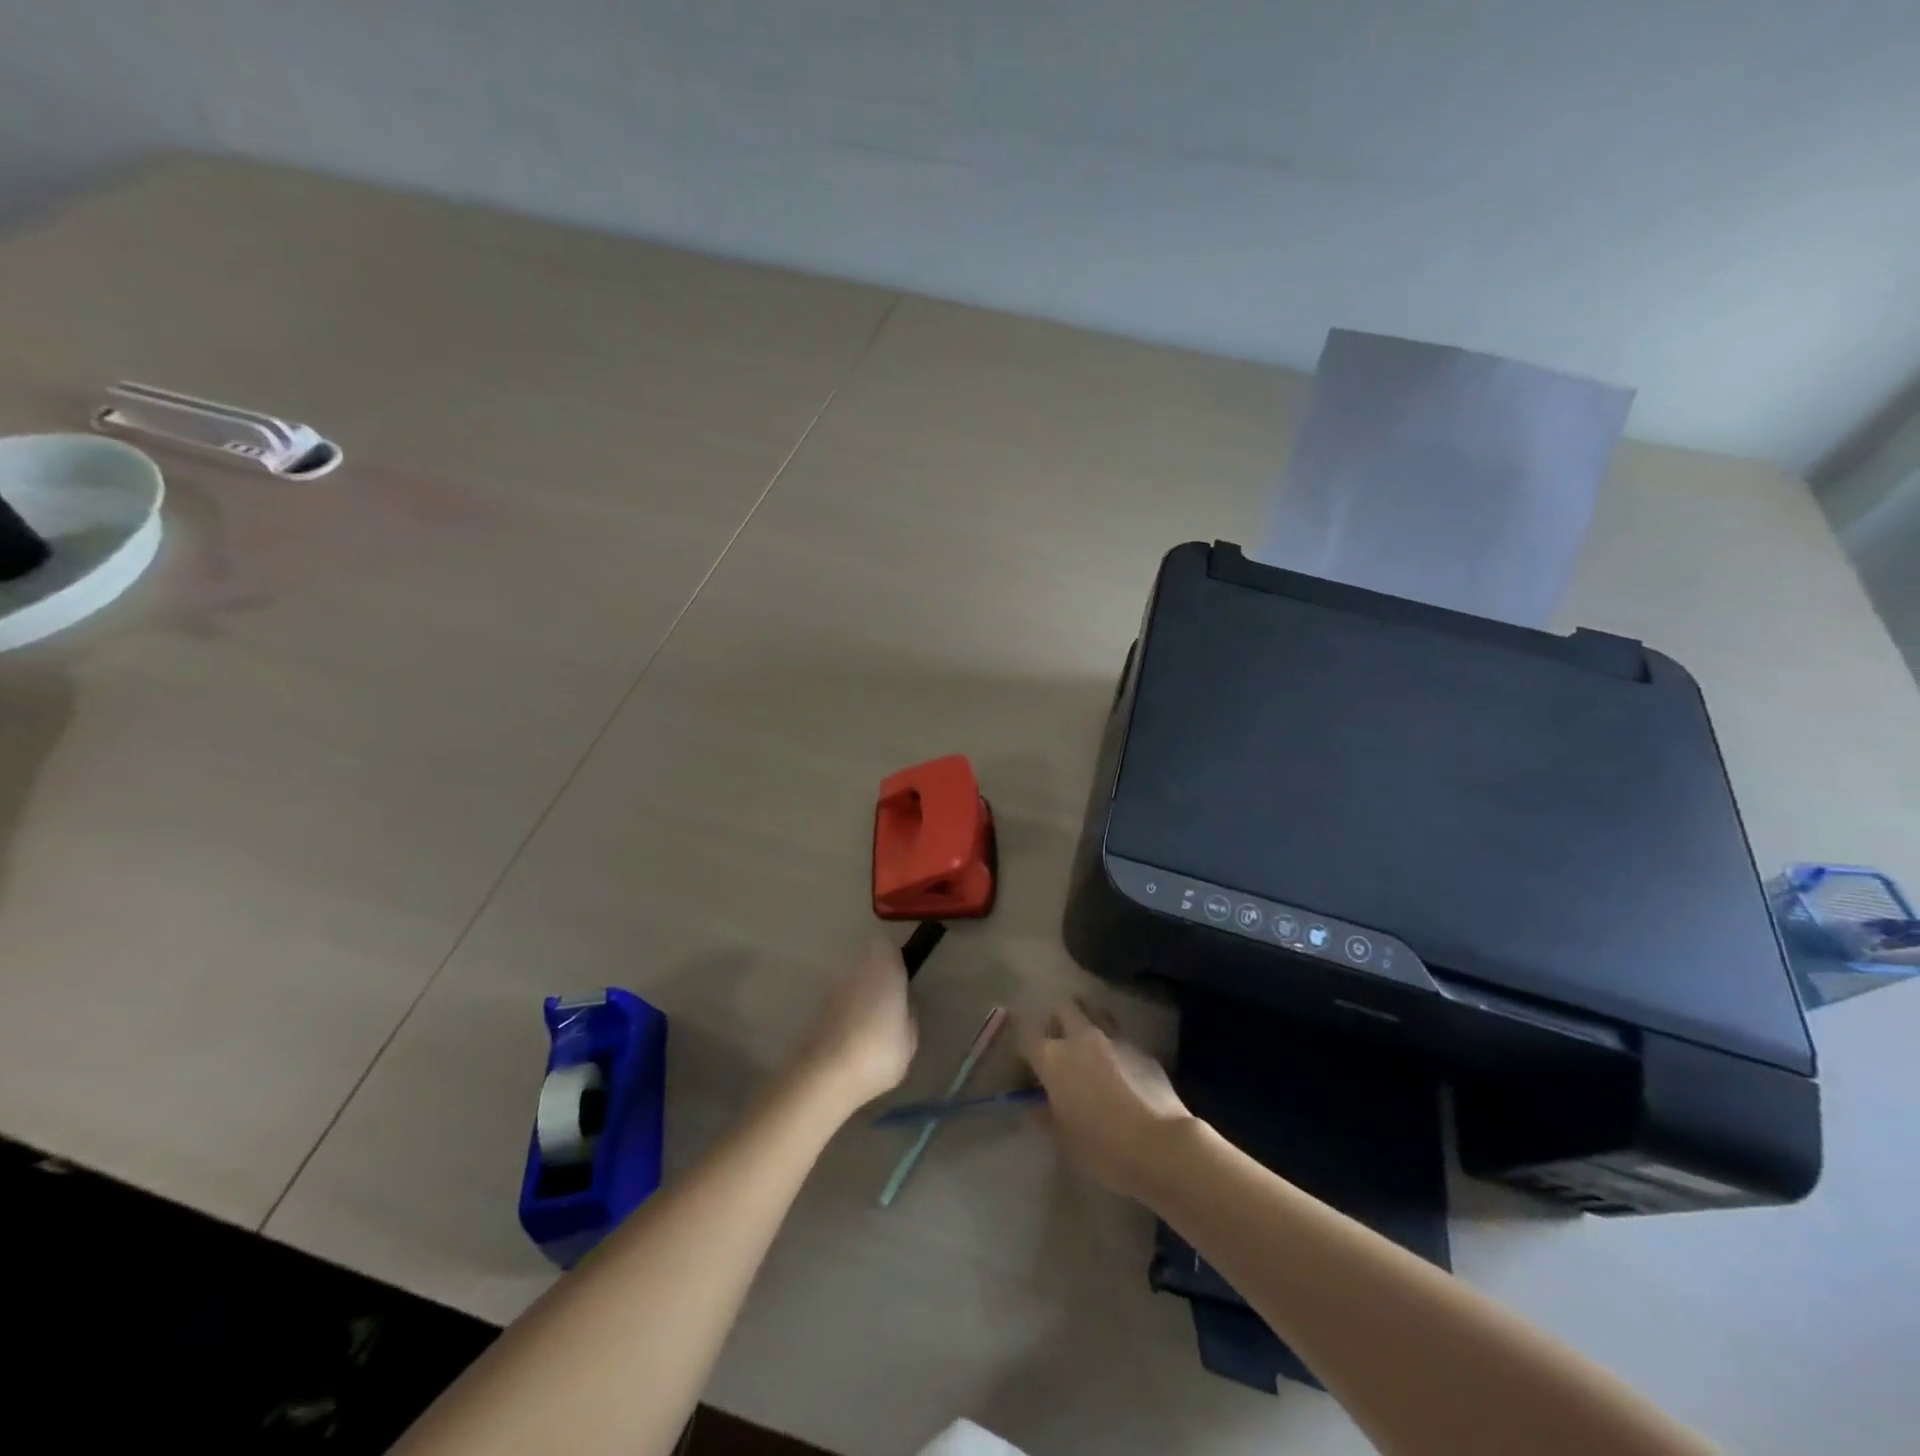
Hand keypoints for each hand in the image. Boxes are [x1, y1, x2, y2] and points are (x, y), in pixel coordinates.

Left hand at [789, 939, 917, 1115]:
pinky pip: (840, 1004)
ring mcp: (833, 990)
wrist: (825, 1077)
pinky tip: (854, 1041)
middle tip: (891, 1006)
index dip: (896, 958)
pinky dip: (847, 1015)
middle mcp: (856, 971)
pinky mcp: (817, 1011)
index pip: (887, 945)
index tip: (904, 978)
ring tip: (873, 1029)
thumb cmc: (878, 1052)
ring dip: (862, 997)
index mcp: (884, 969)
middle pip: (868, 962)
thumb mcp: (910, 1038)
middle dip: (879, 977)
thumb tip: (903, 1004)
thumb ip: (909, 1014)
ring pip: (853, 983)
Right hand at [1020, 998, 1192, 1199]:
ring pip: (1095, 1011)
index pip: (1027, 1035)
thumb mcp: (1065, 1137)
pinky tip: (1121, 1069)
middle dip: (1058, 1020)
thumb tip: (1036, 1106)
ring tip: (1091, 1046)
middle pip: (1063, 1008)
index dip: (1025, 1049)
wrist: (1159, 1144)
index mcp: (1053, 1058)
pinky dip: (1115, 1045)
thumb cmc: (1102, 1146)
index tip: (1029, 1066)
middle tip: (1060, 1044)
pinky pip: (1121, 1036)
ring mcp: (1114, 1038)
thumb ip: (1046, 1114)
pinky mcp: (1141, 1047)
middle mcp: (1081, 1038)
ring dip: (1088, 1021)